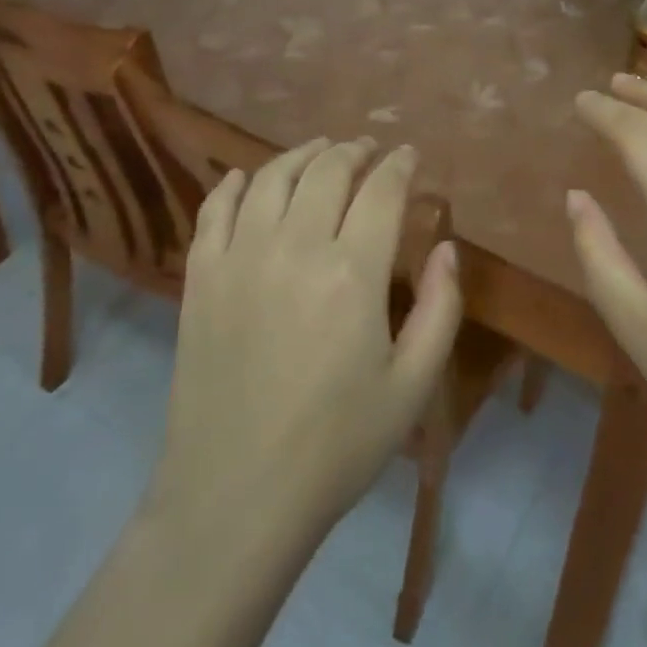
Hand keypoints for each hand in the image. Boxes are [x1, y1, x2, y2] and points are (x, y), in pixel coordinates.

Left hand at [148, 139, 463, 538]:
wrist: (234, 497)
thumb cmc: (336, 446)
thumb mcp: (412, 387)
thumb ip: (441, 308)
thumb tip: (446, 247)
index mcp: (353, 273)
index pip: (382, 190)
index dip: (399, 164)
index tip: (408, 155)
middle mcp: (295, 248)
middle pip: (327, 170)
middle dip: (354, 150)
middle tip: (368, 149)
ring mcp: (240, 257)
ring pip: (271, 177)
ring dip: (301, 155)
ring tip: (319, 151)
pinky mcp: (201, 277)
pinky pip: (214, 209)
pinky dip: (233, 184)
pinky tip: (245, 178)